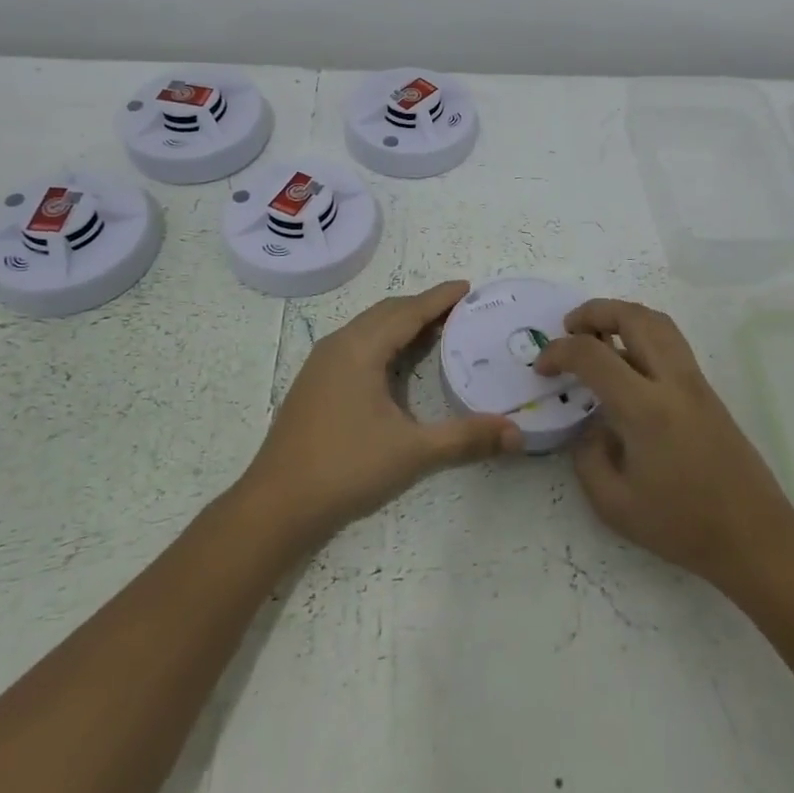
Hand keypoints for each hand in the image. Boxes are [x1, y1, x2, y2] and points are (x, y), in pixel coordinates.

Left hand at [239, 281, 521, 551]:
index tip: (468, 287)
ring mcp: (321, 364)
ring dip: (402, 323)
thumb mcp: (413, 452)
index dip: (440, 298)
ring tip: (436, 331)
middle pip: (388, 312)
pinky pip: (357, 345)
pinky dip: (385, 341)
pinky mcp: (314, 384)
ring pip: (369, 328)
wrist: (276, 506)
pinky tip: (398, 364)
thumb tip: (517, 435)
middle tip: (460, 311)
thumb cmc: (346, 468)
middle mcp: (339, 345)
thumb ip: (467, 438)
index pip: (408, 311)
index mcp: (360, 348)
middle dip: (423, 307)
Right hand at [536, 299, 793, 588]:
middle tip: (569, 328)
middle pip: (634, 317)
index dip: (559, 352)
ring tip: (597, 335)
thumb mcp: (614, 505)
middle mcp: (673, 382)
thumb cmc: (682, 526)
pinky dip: (642, 333)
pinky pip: (671, 342)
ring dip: (622, 316)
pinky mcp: (708, 391)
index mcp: (646, 409)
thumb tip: (592, 427)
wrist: (754, 536)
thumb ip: (588, 457)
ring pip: (659, 322)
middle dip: (595, 312)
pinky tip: (626, 363)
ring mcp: (695, 382)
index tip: (542, 367)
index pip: (593, 356)